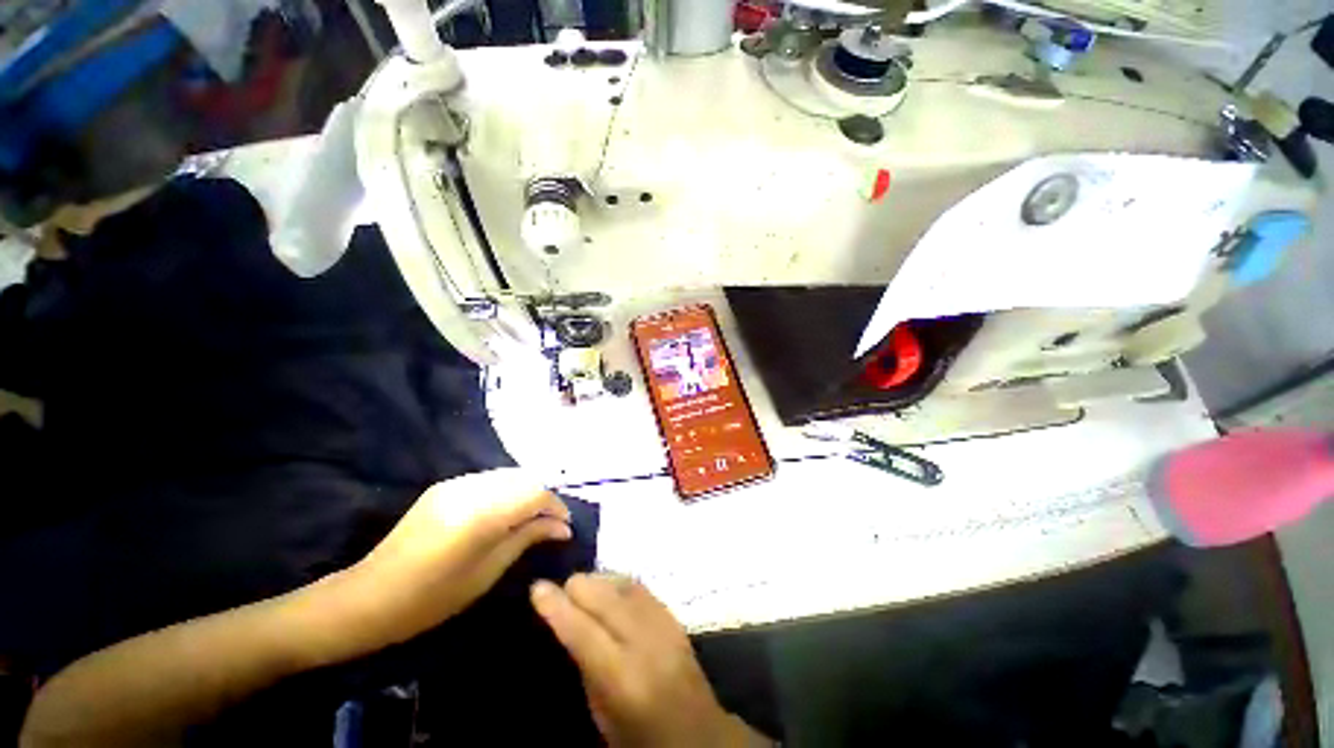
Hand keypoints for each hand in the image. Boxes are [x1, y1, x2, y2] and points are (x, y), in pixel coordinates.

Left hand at [346, 469, 571, 644]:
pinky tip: (505, 513)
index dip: (556, 506)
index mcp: (480, 514)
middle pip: (525, 478)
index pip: (535, 493)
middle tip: (551, 525)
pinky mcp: (445, 486)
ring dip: (526, 493)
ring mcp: (454, 483)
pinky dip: (507, 492)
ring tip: (531, 519)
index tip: (565, 527)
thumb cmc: (430, 599)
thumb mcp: (487, 573)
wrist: (367, 598)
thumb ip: (527, 539)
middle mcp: (470, 488)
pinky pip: (489, 480)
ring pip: (509, 475)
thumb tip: (562, 527)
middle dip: (544, 498)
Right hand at [531, 574, 769, 746]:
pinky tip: (609, 586)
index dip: (557, 606)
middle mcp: (645, 642)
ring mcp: (663, 624)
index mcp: (622, 677)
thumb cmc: (640, 735)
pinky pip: (641, 587)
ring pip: (623, 585)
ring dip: (599, 581)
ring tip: (583, 587)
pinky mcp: (674, 614)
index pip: (582, 630)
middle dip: (579, 587)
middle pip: (605, 598)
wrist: (698, 732)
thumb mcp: (603, 715)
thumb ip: (586, 666)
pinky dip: (619, 582)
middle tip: (561, 589)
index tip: (537, 587)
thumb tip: (568, 624)